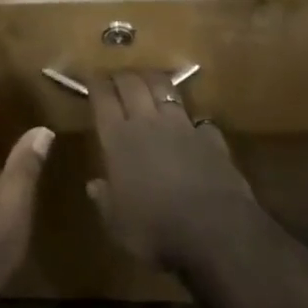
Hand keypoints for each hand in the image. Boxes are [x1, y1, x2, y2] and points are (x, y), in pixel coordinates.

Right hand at [88, 70, 257, 272]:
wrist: (216, 231)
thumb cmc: (155, 229)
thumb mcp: (117, 224)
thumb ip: (104, 200)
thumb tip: (94, 185)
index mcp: (118, 138)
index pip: (103, 98)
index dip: (96, 84)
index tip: (91, 77)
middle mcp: (148, 123)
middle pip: (132, 84)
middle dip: (123, 76)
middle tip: (117, 76)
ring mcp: (183, 127)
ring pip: (165, 89)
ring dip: (154, 81)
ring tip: (149, 80)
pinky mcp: (212, 139)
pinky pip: (200, 120)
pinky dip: (192, 119)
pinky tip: (192, 124)